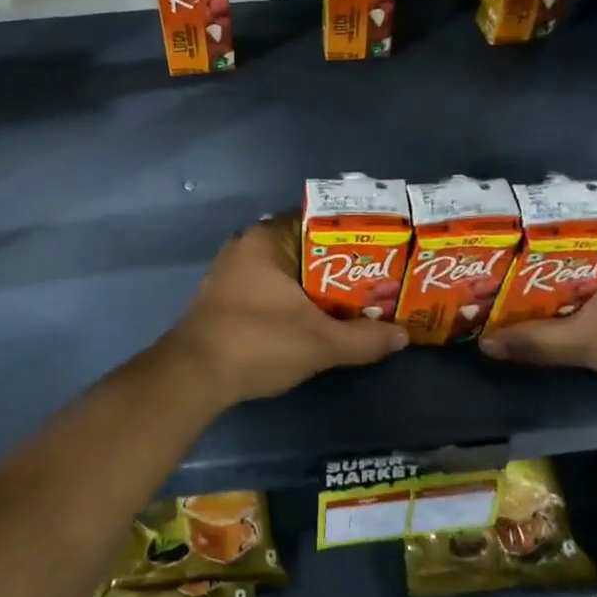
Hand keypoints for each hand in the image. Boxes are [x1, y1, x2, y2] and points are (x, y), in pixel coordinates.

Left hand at [160, 216, 408, 404]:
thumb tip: (402, 336)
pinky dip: (293, 299)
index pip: (318, 221)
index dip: (353, 236)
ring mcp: (231, 272)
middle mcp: (247, 246)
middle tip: (376, 281)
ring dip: (315, 286)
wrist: (193, 376)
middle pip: (304, 247)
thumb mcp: (320, 342)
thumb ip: (364, 339)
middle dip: (338, 266)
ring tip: (355, 301)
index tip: (382, 252)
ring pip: (286, 271)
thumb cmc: (258, 342)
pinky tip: (316, 318)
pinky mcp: (224, 298)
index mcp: (266, 239)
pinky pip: (269, 288)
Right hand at [477, 225, 596, 400]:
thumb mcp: (590, 342)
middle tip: (495, 259)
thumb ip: (536, 341)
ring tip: (512, 278)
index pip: (564, 215)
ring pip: (585, 259)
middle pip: (571, 238)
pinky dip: (575, 285)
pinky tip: (550, 299)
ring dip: (554, 270)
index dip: (526, 224)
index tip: (494, 233)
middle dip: (534, 251)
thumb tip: (485, 344)